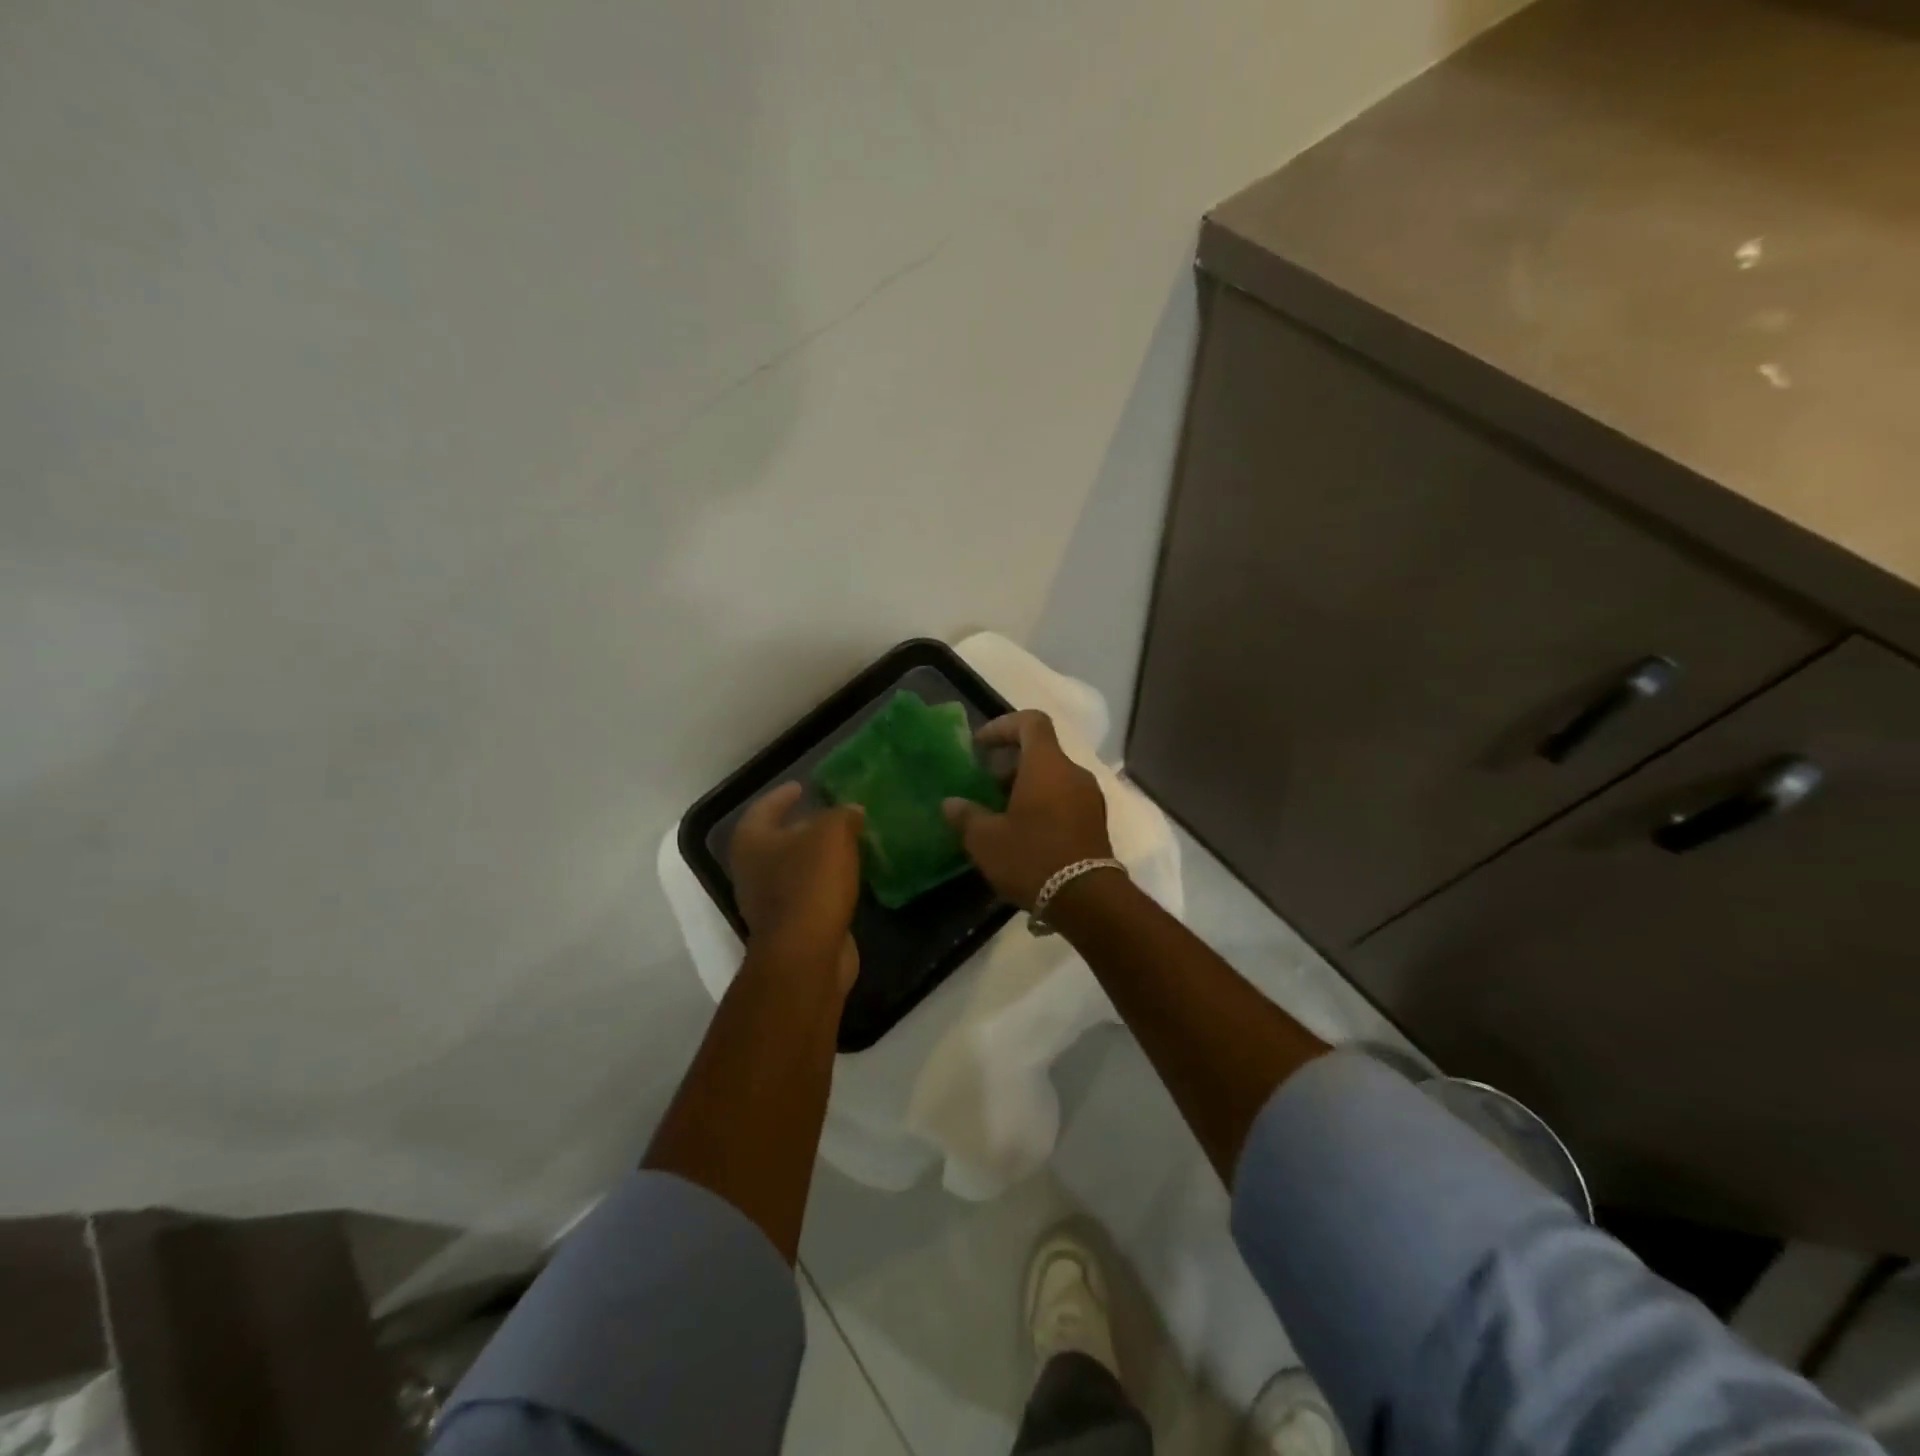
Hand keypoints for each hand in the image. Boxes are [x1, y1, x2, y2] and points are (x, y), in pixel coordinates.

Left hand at [729, 783, 863, 994]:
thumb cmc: (811, 884)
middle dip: (802, 827)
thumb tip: (851, 812)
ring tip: (846, 844)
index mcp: (752, 842)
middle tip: (831, 815)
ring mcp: (769, 904)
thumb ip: (842, 815)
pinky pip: (809, 895)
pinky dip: (826, 884)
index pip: (764, 808)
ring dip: (816, 858)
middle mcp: (752, 872)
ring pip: (794, 870)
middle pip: (777, 841)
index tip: (802, 786)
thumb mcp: (832, 834)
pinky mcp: (791, 928)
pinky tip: (849, 878)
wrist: (807, 955)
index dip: (782, 795)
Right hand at [942, 710, 1112, 908]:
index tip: (981, 746)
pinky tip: (1023, 834)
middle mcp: (1073, 773)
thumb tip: (950, 804)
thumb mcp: (986, 839)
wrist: (1087, 900)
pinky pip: (1065, 799)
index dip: (1003, 726)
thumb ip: (966, 816)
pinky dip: (1043, 805)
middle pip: (1041, 752)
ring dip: (1026, 787)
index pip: (1030, 721)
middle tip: (985, 787)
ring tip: (1001, 815)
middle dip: (1010, 765)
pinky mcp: (1096, 822)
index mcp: (1047, 765)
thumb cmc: (1032, 857)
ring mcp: (1089, 798)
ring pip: (1053, 778)